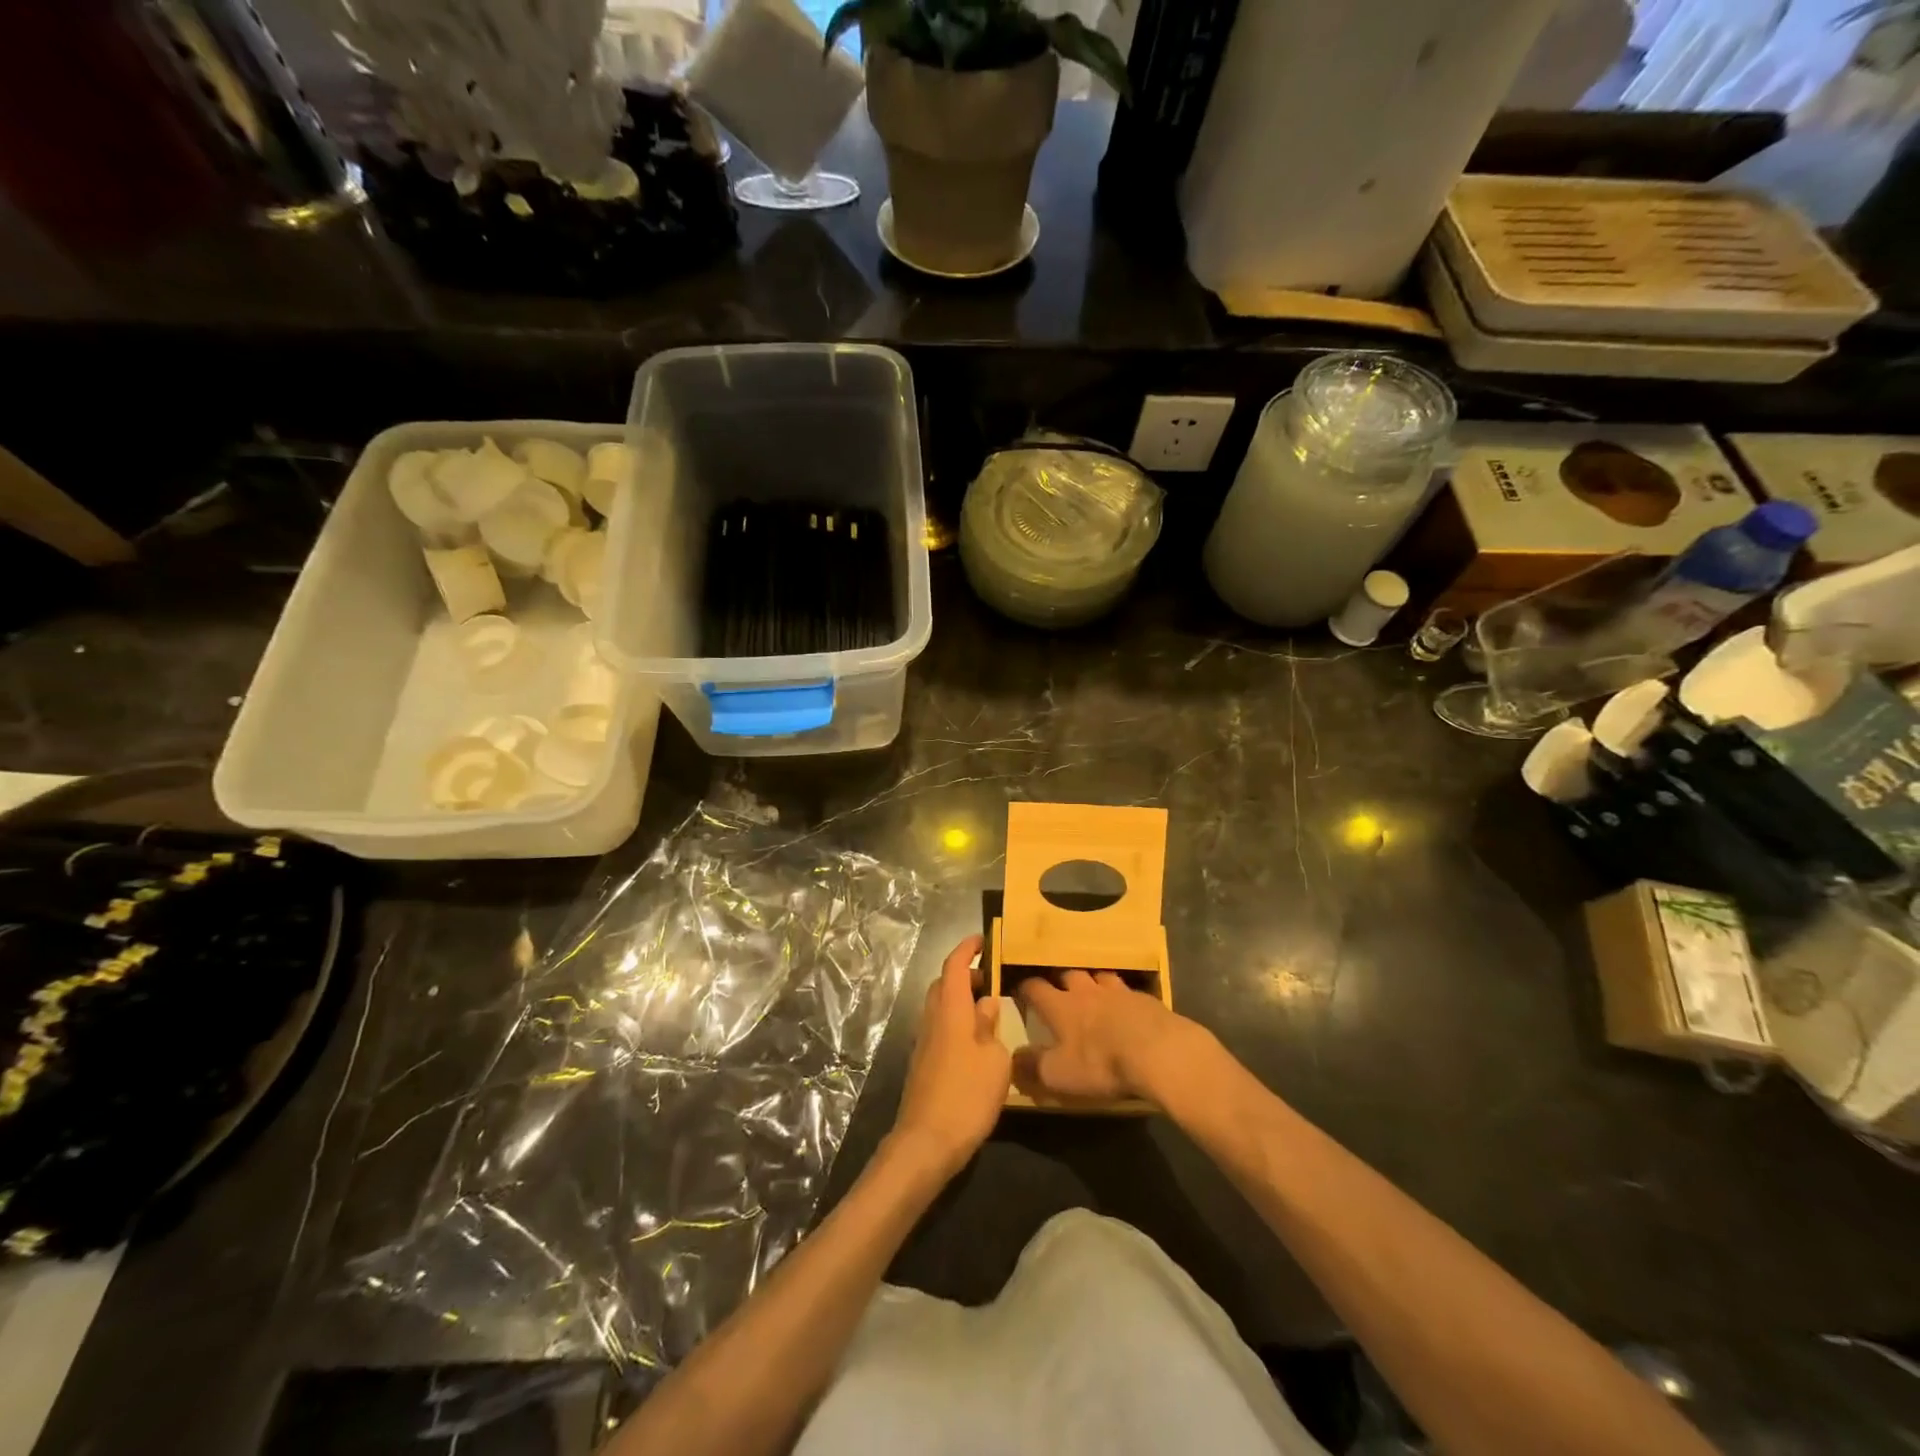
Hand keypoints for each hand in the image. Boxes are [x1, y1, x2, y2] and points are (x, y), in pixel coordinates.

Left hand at [890, 936, 1009, 1179]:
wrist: (926, 1143)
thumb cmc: (967, 1096)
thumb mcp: (995, 1060)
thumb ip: (991, 1026)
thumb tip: (986, 1005)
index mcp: (950, 1010)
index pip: (954, 966)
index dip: (967, 948)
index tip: (982, 939)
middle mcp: (932, 1019)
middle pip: (943, 984)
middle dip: (965, 975)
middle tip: (992, 980)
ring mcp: (924, 1042)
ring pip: (940, 1007)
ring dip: (961, 1000)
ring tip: (989, 1012)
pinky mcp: (923, 1064)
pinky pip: (940, 1028)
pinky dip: (957, 1022)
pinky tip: (976, 1043)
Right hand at [1013, 971, 1199, 1106]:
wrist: (1158, 1051)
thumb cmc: (1101, 1063)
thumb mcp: (1059, 1075)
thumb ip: (1032, 1066)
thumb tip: (1012, 1058)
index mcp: (1061, 1006)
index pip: (1035, 988)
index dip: (1026, 989)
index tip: (1020, 991)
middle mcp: (1087, 991)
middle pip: (1069, 975)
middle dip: (1061, 980)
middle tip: (1059, 990)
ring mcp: (1118, 991)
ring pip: (1100, 977)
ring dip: (1093, 982)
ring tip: (1093, 991)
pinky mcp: (1146, 999)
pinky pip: (1128, 991)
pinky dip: (1123, 997)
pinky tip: (1128, 1008)